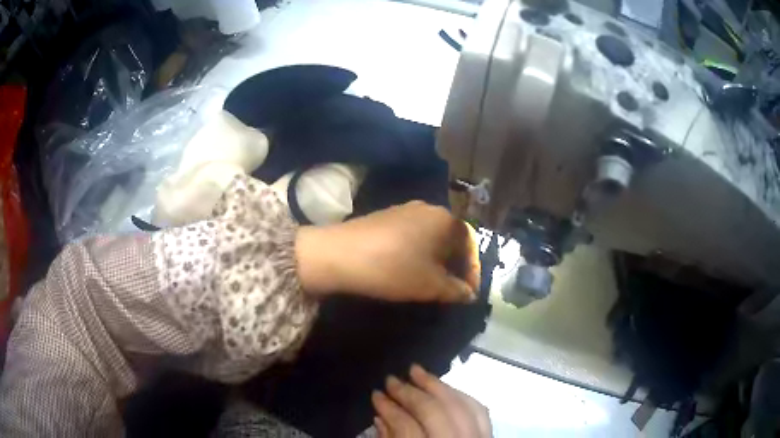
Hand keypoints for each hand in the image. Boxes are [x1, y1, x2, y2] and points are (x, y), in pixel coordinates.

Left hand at [296, 201, 479, 301]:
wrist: (339, 254)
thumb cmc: (394, 268)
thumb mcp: (430, 285)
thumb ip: (456, 290)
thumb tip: (470, 294)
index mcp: (445, 219)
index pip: (470, 244)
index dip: (473, 271)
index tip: (468, 293)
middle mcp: (428, 208)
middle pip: (451, 238)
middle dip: (454, 265)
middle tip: (451, 289)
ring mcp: (404, 210)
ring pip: (431, 237)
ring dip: (436, 260)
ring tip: (430, 282)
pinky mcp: (385, 217)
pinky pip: (412, 235)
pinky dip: (417, 253)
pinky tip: (407, 268)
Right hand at [371, 364, 491, 437]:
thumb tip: (380, 417)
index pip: (406, 428)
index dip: (389, 408)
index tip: (376, 395)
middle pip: (433, 412)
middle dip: (409, 393)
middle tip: (391, 379)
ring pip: (460, 405)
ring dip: (437, 385)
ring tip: (417, 371)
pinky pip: (479, 410)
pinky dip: (461, 395)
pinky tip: (446, 387)